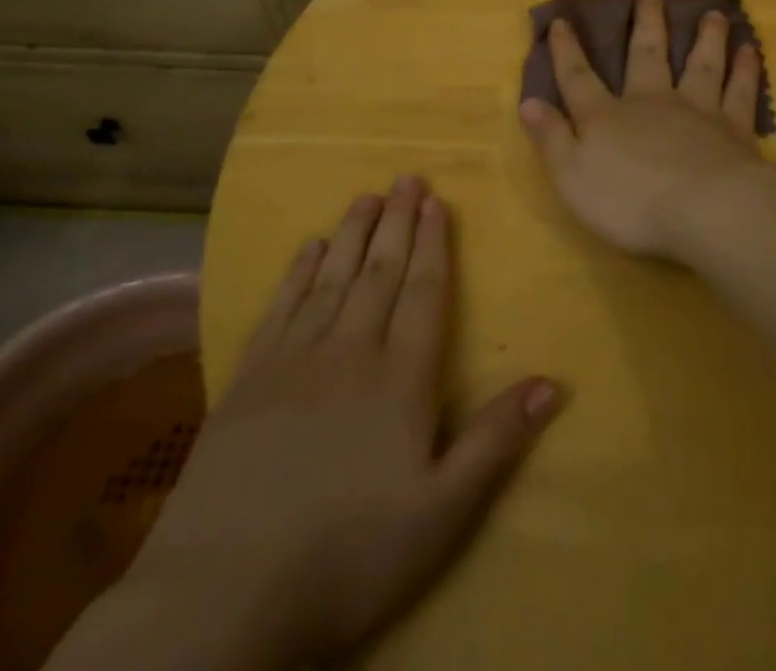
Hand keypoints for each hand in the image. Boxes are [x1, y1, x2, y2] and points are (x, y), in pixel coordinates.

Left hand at [82, 179, 561, 670]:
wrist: (221, 598)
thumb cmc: (348, 556)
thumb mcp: (441, 514)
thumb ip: (496, 441)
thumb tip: (554, 382)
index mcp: (401, 377)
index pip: (425, 291)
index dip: (434, 243)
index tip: (438, 202)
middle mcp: (350, 351)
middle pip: (380, 271)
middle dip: (398, 222)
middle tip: (407, 176)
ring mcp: (294, 361)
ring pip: (332, 278)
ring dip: (352, 233)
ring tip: (367, 196)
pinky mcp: (247, 380)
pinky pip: (280, 308)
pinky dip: (296, 273)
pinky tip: (306, 248)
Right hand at [519, 0, 774, 259]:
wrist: (707, 210)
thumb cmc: (631, 201)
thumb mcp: (572, 176)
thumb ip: (551, 138)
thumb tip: (528, 101)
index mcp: (609, 117)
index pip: (579, 78)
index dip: (567, 51)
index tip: (562, 21)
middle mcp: (653, 102)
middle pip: (647, 56)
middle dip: (646, 27)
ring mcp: (698, 111)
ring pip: (701, 64)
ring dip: (705, 38)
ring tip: (712, 14)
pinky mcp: (735, 129)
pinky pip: (740, 91)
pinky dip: (745, 70)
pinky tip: (750, 51)